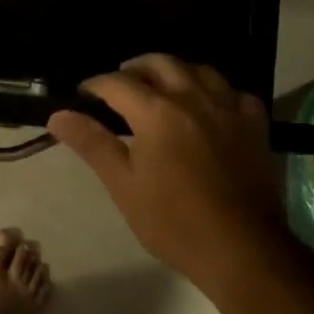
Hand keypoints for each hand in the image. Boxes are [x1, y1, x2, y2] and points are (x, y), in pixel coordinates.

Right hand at [48, 54, 282, 291]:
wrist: (241, 249)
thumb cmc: (173, 222)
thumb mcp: (123, 185)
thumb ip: (92, 143)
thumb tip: (58, 115)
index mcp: (157, 112)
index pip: (117, 83)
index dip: (94, 85)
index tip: (82, 95)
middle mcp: (194, 99)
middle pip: (160, 64)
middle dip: (134, 69)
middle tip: (119, 87)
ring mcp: (229, 109)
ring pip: (199, 70)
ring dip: (174, 72)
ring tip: (161, 88)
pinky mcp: (255, 125)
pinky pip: (233, 92)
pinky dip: (215, 91)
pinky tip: (208, 107)